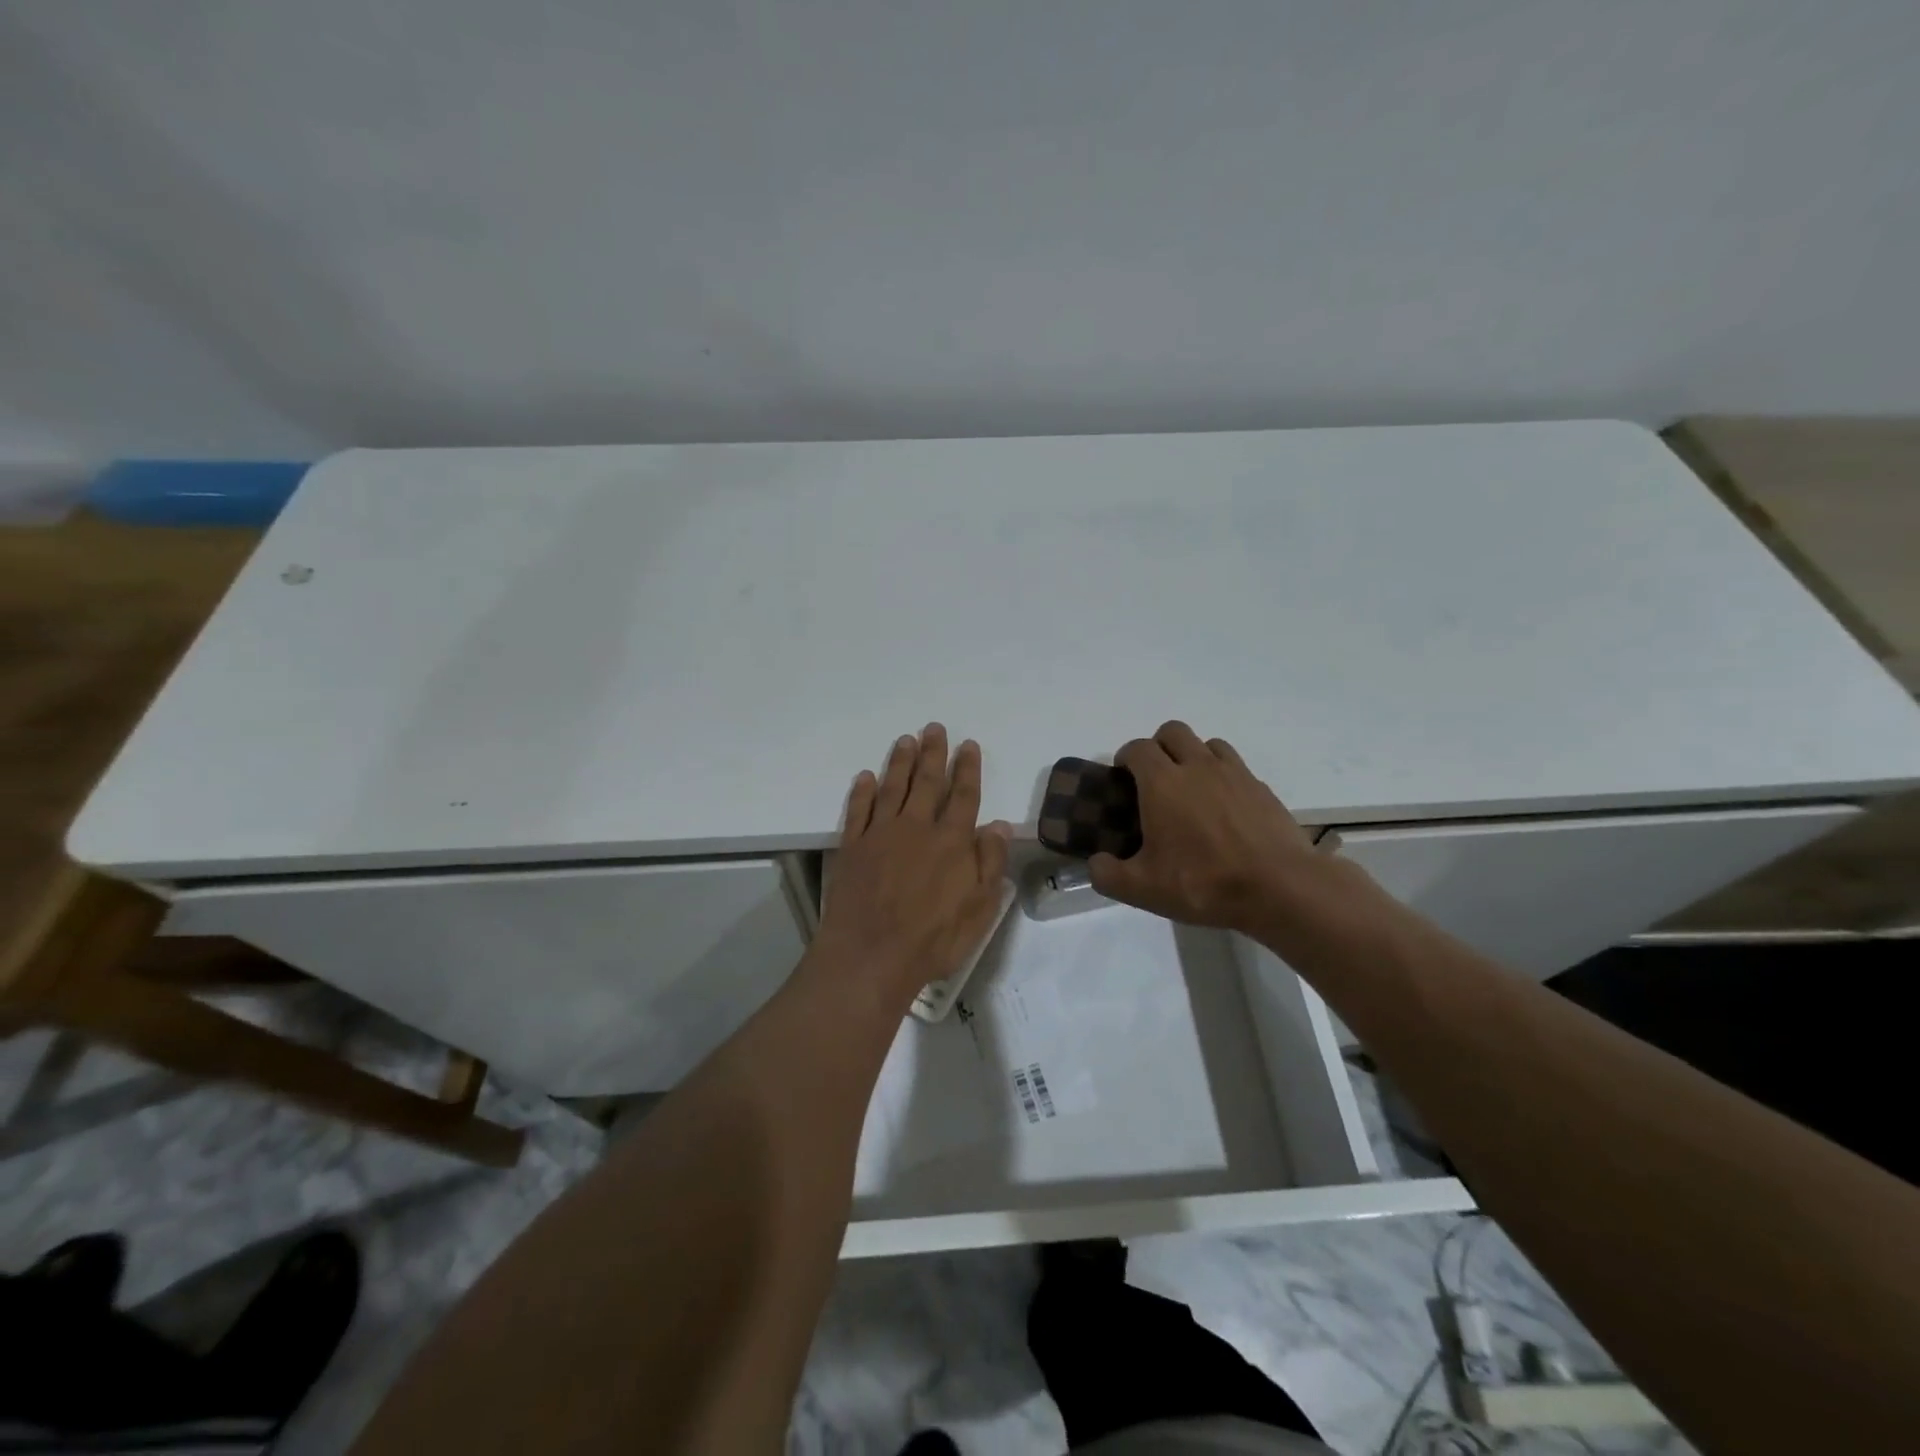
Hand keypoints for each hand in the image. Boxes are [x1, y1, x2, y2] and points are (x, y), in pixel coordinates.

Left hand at [816, 724, 1011, 1006]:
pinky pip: (858, 810)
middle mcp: (917, 828)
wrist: (870, 956)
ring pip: (893, 788)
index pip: (964, 796)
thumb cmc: (933, 939)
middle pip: (928, 782)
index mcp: (952, 842)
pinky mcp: (852, 847)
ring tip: (906, 739)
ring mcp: (880, 834)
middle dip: (933, 753)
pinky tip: (865, 777)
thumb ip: (990, 863)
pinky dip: (862, 791)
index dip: (968, 769)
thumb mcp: (979, 909)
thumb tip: (999, 825)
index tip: (968, 745)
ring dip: (900, 762)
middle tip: (934, 728)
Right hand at [1088, 721, 1324, 933]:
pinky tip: (1224, 809)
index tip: (1122, 778)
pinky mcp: (1262, 789)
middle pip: (1173, 731)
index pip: (1138, 748)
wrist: (1280, 888)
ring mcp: (1235, 774)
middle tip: (1154, 779)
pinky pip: (1236, 767)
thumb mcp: (1142, 889)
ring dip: (1193, 756)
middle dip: (1158, 746)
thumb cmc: (1203, 883)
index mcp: (1163, 783)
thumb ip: (1107, 874)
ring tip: (1191, 789)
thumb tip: (1095, 863)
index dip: (1126, 757)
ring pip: (1208, 744)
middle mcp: (1197, 767)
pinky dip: (1224, 777)